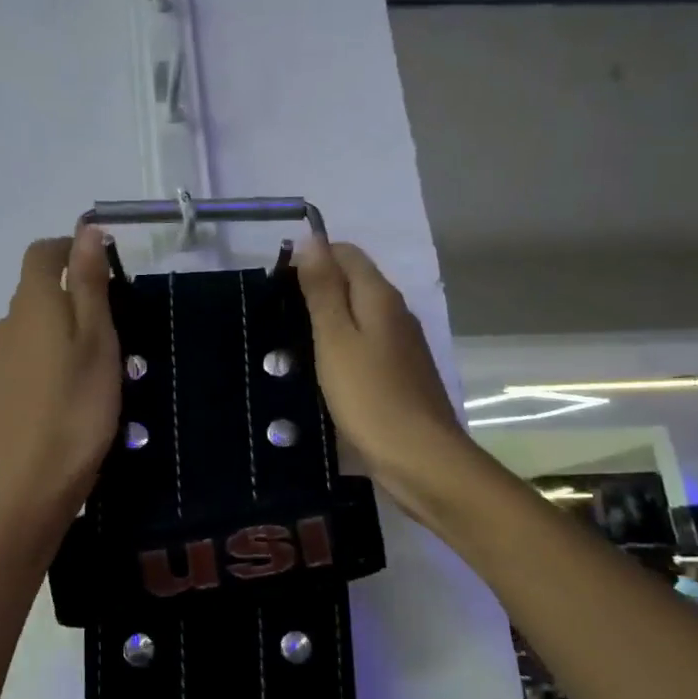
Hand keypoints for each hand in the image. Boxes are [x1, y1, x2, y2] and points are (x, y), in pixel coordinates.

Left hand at [0, 229, 121, 522]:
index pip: (42, 253)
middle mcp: (8, 323)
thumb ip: (90, 281)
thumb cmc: (78, 404)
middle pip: (38, 289)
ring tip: (101, 361)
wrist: (33, 481)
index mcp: (32, 302)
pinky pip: (28, 355)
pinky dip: (52, 356)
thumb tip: (86, 229)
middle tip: (116, 322)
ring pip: (34, 325)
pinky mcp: (1, 390)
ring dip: (64, 327)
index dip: (69, 249)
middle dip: (74, 291)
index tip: (105, 268)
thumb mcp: (98, 337)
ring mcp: (0, 358)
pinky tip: (74, 388)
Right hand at [294, 238, 465, 508]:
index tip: (277, 280)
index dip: (312, 256)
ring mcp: (402, 345)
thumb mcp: (335, 338)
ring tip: (291, 338)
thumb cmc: (369, 396)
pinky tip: (322, 368)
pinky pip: (366, 344)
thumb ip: (323, 289)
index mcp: (380, 297)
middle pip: (355, 281)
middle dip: (318, 286)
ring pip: (360, 315)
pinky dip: (342, 345)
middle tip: (278, 310)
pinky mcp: (400, 374)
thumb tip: (312, 240)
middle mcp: (396, 313)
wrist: (420, 458)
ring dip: (328, 318)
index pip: (347, 253)